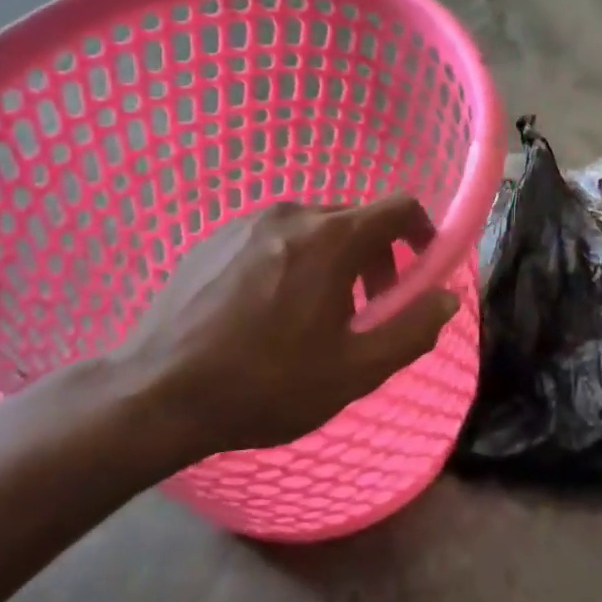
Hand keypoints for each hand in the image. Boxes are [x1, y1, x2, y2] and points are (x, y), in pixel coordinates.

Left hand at [106, 196, 458, 462]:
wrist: (155, 394)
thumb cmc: (266, 384)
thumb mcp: (355, 370)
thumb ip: (412, 330)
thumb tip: (446, 298)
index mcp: (331, 239)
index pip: (399, 207)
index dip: (423, 231)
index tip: (422, 267)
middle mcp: (292, 215)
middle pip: (357, 219)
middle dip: (378, 257)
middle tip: (370, 307)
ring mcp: (246, 223)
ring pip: (315, 228)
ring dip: (335, 261)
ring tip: (319, 314)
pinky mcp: (213, 238)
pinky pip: (275, 238)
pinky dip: (295, 261)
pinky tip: (272, 310)